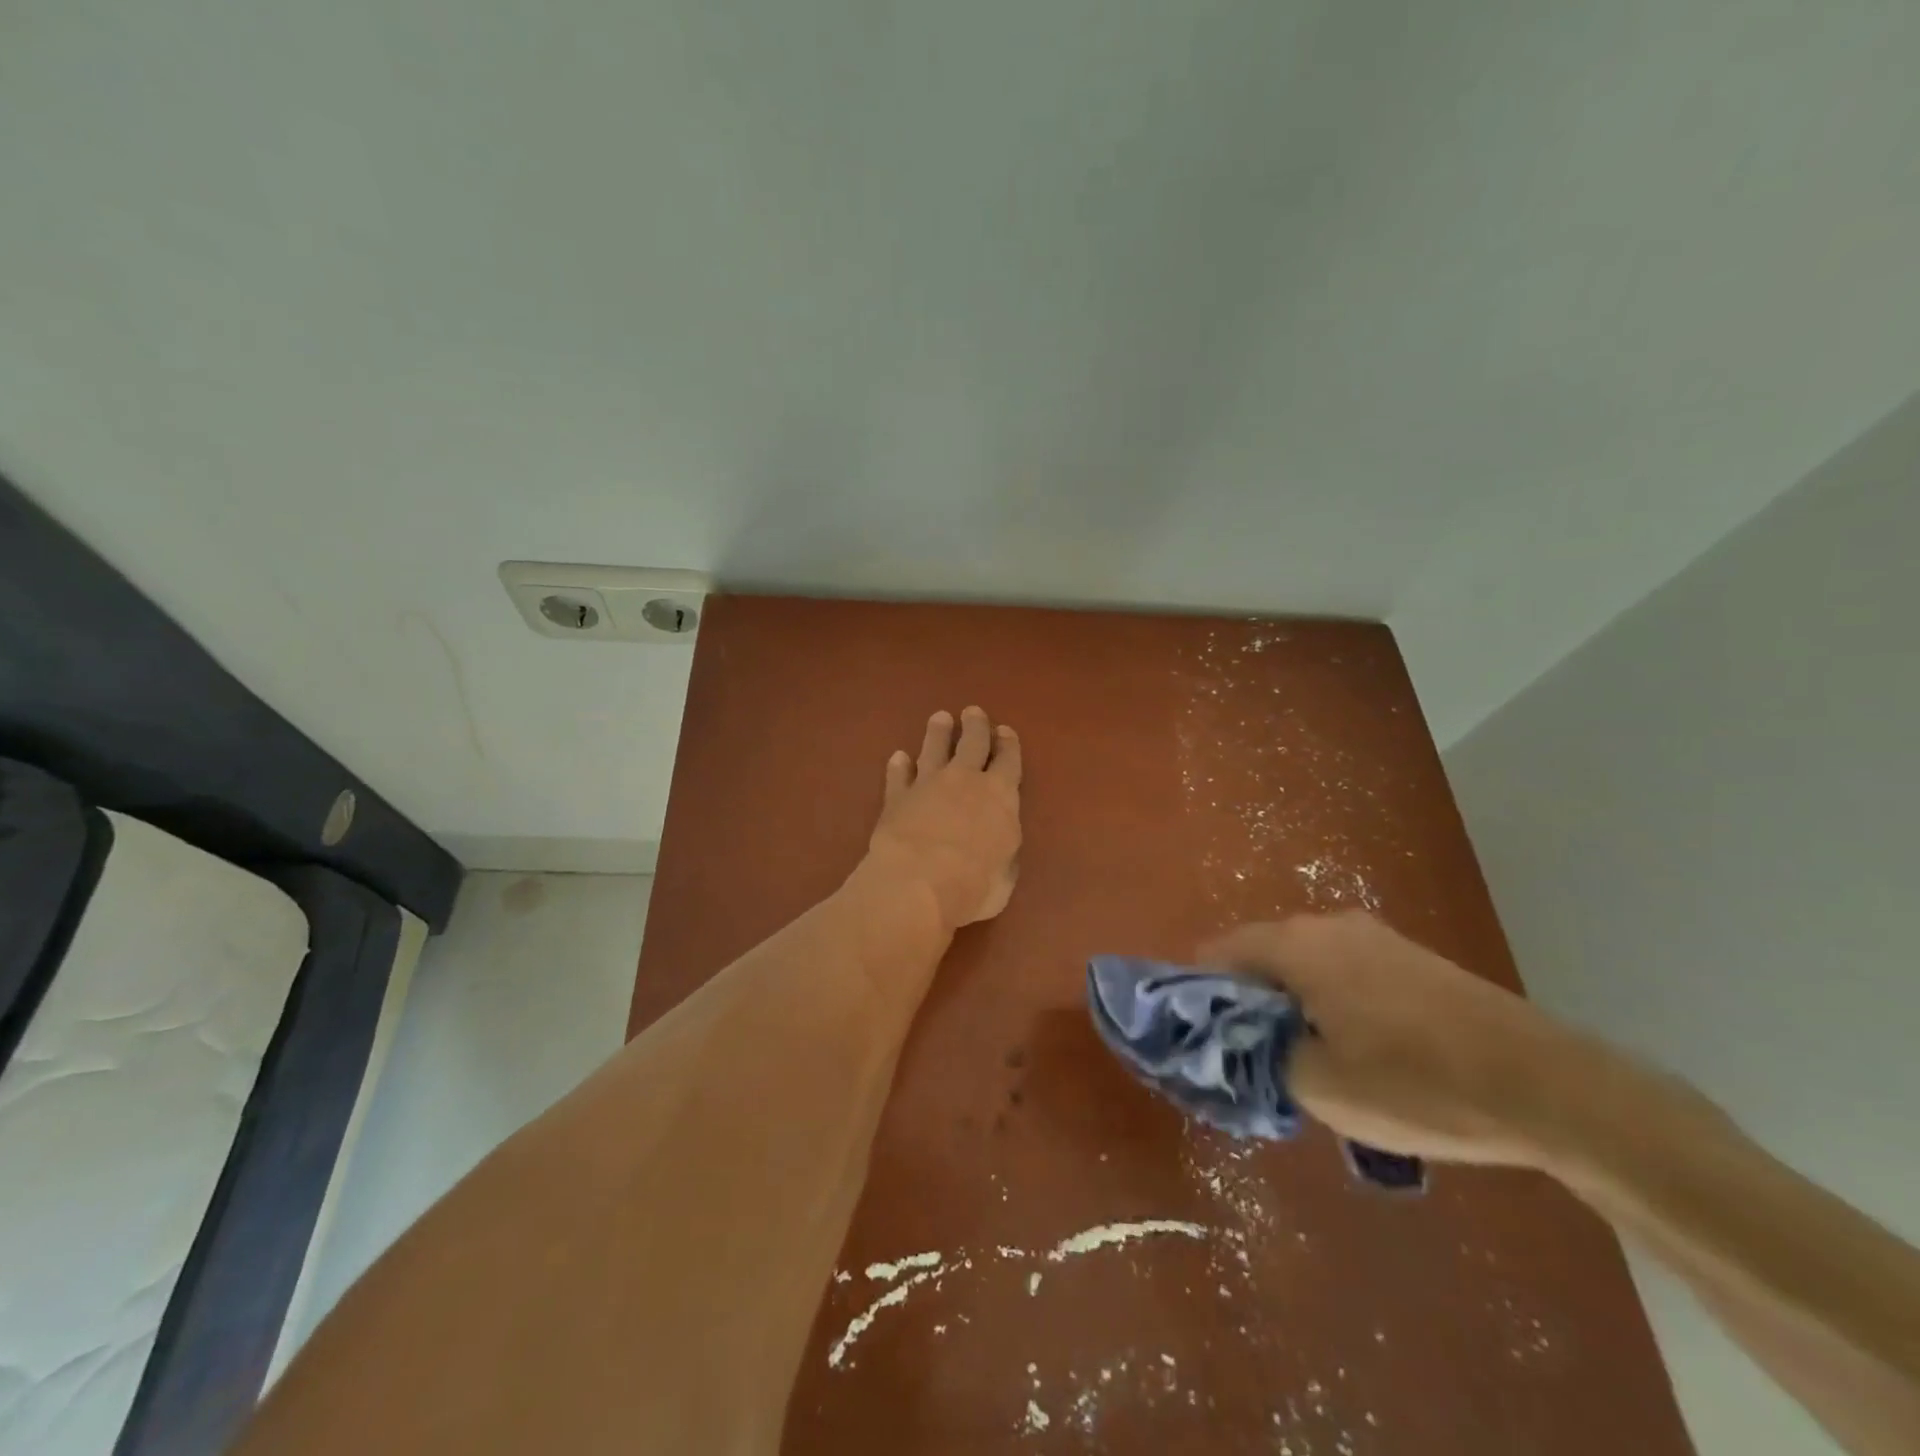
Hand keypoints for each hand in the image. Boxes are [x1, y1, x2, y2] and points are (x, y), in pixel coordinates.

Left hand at [864, 707, 1022, 930]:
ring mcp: (927, 785)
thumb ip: (1003, 851)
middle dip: (974, 726)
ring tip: (939, 718)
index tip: (1005, 731)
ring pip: (933, 749)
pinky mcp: (896, 798)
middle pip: (972, 743)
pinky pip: (898, 776)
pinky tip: (898, 758)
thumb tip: (998, 844)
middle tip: (972, 712)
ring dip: (937, 733)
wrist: (917, 883)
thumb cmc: (974, 885)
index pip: (1008, 761)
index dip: (1008, 745)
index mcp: (1000, 796)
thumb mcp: (1005, 875)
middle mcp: (965, 781)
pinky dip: (899, 766)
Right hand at [1200, 913, 1584, 1167]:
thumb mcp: (1319, 1086)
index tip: (1204, 1038)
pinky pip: (1344, 972)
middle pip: (1261, 957)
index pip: (1218, 953)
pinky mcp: (1411, 957)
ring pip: (1305, 965)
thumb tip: (1239, 1043)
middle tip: (1254, 1058)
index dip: (1200, 993)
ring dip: (1291, 1005)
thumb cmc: (1414, 1083)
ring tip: (1306, 1060)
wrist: (1544, 1084)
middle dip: (1248, 1003)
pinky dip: (1330, 1002)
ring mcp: (1374, 937)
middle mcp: (1327, 924)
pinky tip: (1357, 1050)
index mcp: (1295, 945)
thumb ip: (1260, 1058)